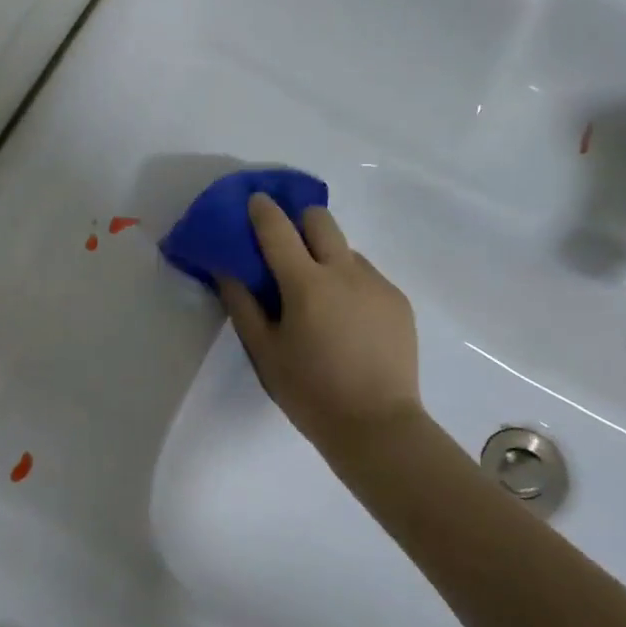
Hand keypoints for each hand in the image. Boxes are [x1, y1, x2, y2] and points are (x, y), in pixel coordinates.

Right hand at [218, 196, 426, 470]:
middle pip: (320, 220)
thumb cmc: (310, 391)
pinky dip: (349, 283)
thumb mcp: (264, 352)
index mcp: (306, 284)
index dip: (263, 209)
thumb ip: (242, 304)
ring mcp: (377, 284)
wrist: (378, 427)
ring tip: (319, 296)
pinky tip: (346, 319)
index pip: (278, 229)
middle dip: (300, 221)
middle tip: (287, 245)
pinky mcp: (398, 301)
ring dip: (326, 257)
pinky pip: (367, 276)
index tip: (254, 199)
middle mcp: (344, 272)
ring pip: (346, 249)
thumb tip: (227, 269)